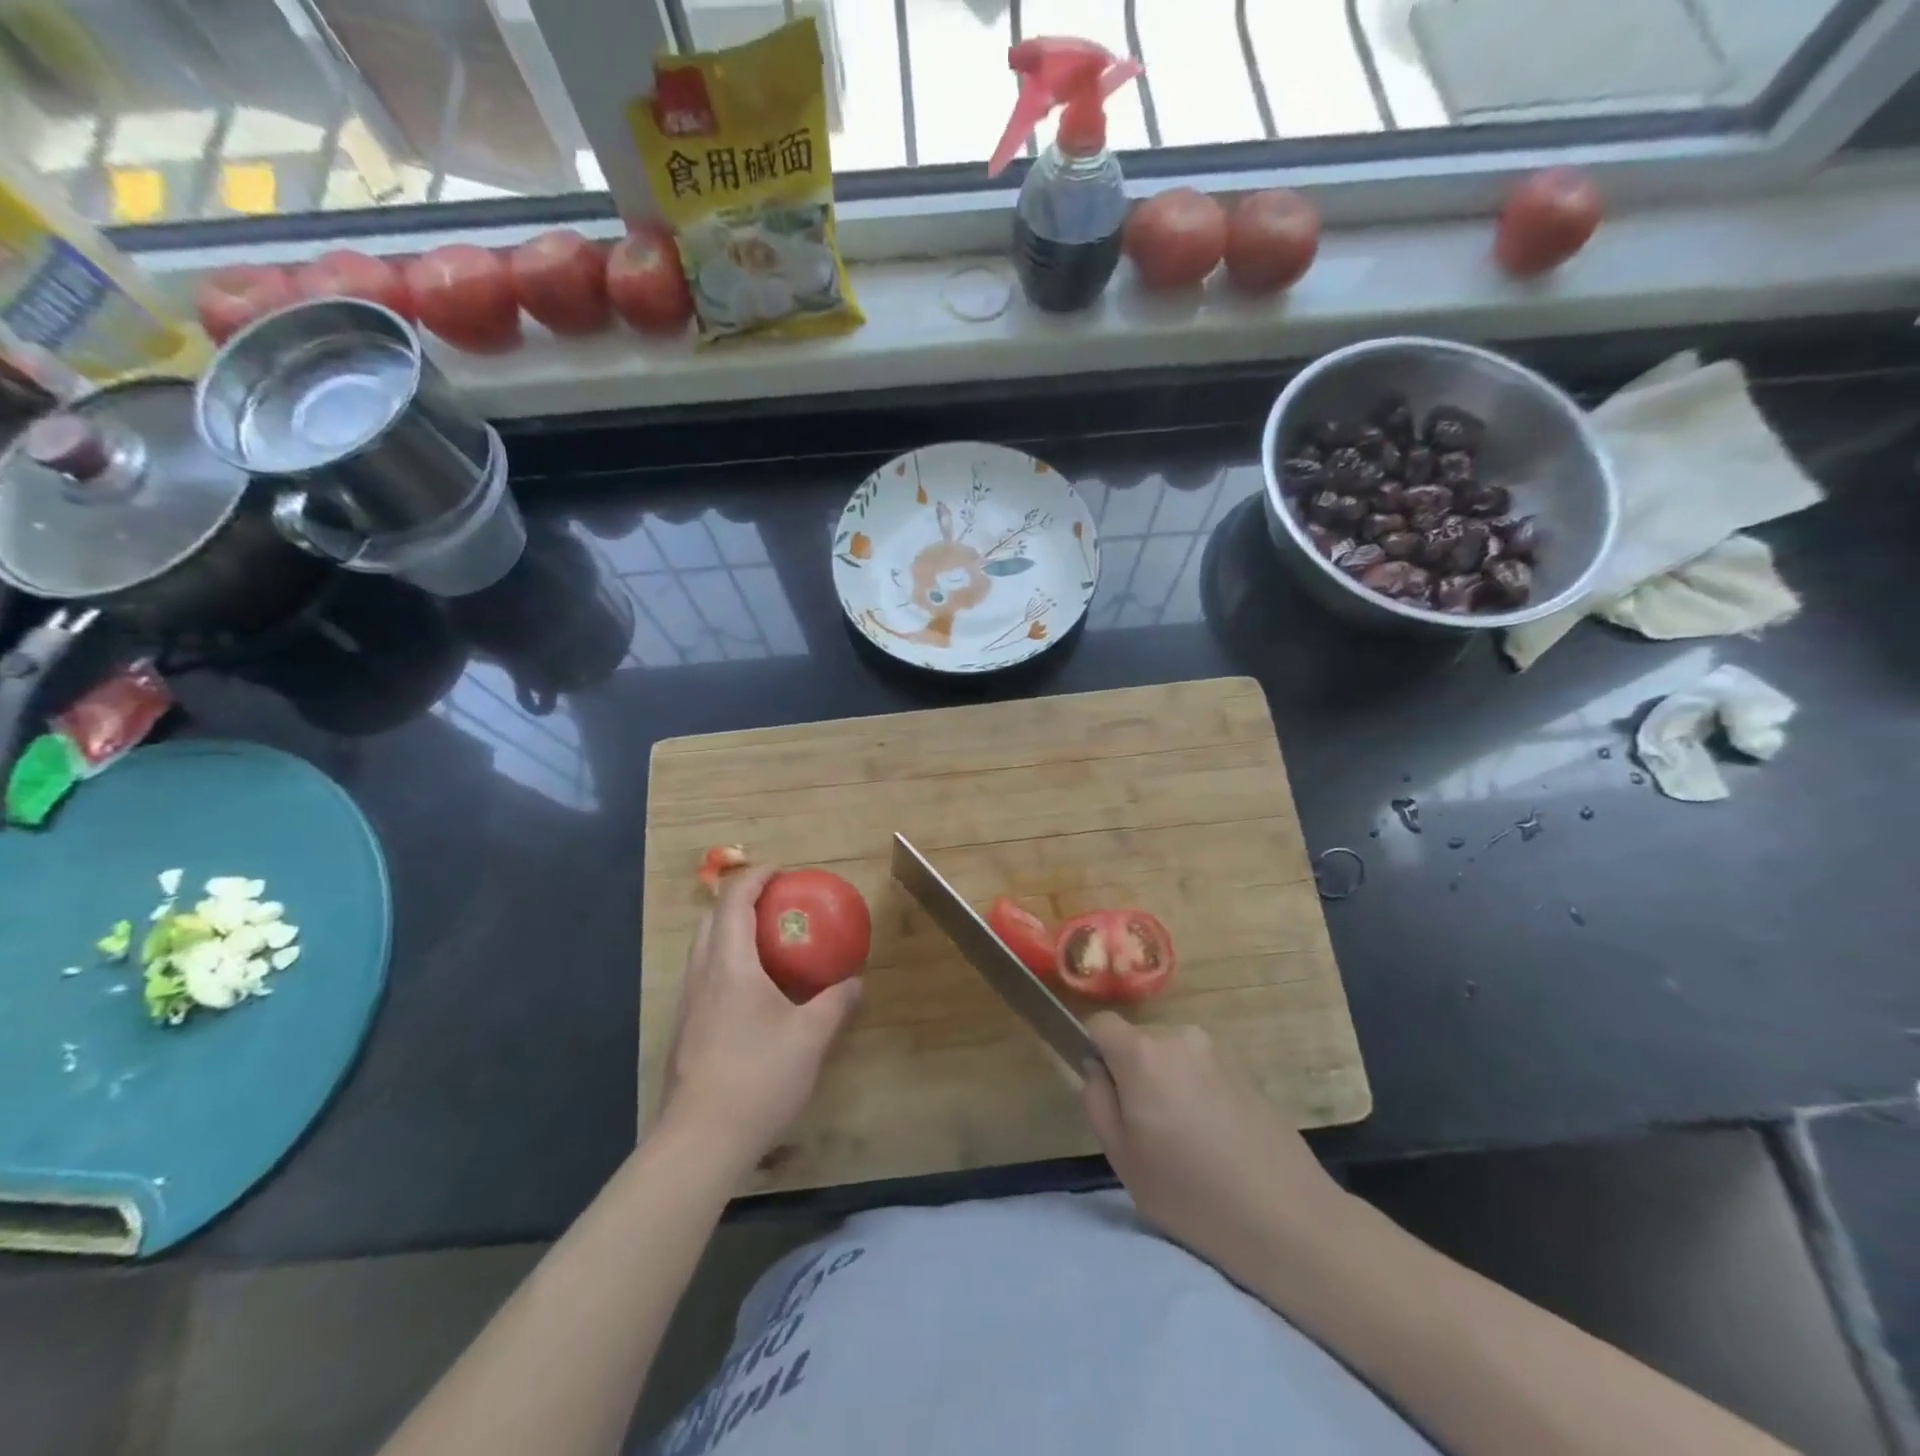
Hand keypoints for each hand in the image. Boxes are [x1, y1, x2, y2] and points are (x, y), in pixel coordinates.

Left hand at [660, 866, 861, 1171]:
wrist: (700, 1141)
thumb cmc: (758, 1077)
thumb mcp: (811, 1037)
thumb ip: (835, 1003)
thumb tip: (855, 983)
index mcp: (730, 964)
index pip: (734, 900)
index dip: (756, 877)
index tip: (782, 873)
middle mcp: (702, 974)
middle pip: (712, 918)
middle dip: (741, 901)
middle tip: (776, 905)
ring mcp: (688, 1003)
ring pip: (704, 948)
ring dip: (731, 932)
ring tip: (767, 943)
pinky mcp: (685, 1029)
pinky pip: (704, 975)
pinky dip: (726, 962)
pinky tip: (752, 993)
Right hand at [1082, 1013, 1345, 1277]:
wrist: (1286, 1218)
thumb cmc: (1191, 1193)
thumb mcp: (1122, 1158)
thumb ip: (1097, 1101)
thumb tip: (1098, 1070)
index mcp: (1142, 1053)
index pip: (1100, 1024)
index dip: (1093, 1050)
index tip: (1105, 1091)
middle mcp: (1179, 1037)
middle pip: (1137, 1041)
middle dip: (1132, 1071)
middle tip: (1144, 1127)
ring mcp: (1216, 1051)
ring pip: (1169, 1056)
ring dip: (1165, 1081)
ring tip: (1183, 1138)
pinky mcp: (1244, 1070)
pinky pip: (1200, 1069)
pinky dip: (1195, 1091)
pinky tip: (1213, 1138)